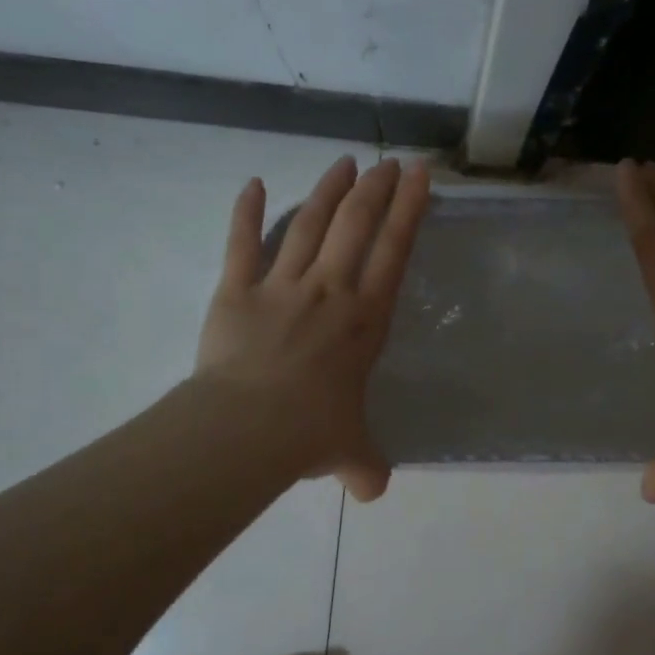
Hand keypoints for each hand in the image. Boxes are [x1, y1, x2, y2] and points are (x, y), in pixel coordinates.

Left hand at [196, 154, 430, 500]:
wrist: (247, 428)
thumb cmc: (310, 433)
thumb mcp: (350, 452)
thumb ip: (366, 466)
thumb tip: (372, 492)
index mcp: (364, 320)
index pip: (394, 252)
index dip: (409, 210)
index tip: (418, 177)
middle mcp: (330, 290)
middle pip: (356, 224)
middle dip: (375, 188)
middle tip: (387, 163)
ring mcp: (282, 285)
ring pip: (309, 223)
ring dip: (328, 189)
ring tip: (344, 163)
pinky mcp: (236, 289)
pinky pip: (242, 243)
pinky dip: (246, 211)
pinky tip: (251, 183)